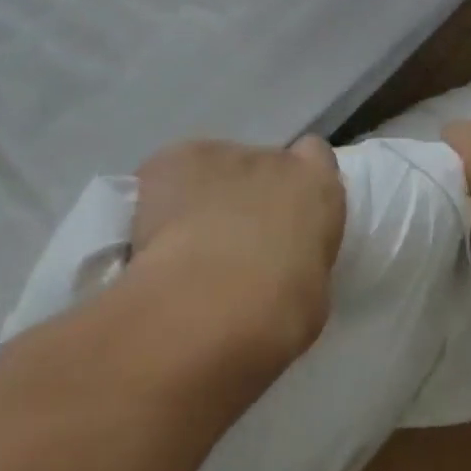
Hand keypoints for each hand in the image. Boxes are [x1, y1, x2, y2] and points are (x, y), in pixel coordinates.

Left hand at [131, 136, 345, 358]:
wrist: (206, 307)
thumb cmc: (276, 313)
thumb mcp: (309, 292)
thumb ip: (297, 258)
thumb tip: (279, 264)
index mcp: (315, 187)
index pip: (315, 157)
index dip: (296, 183)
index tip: (285, 215)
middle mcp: (269, 159)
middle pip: (259, 165)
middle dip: (247, 195)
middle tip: (231, 243)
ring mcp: (216, 156)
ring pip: (211, 170)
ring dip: (204, 196)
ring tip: (185, 246)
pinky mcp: (168, 162)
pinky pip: (168, 175)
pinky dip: (162, 199)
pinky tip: (154, 237)